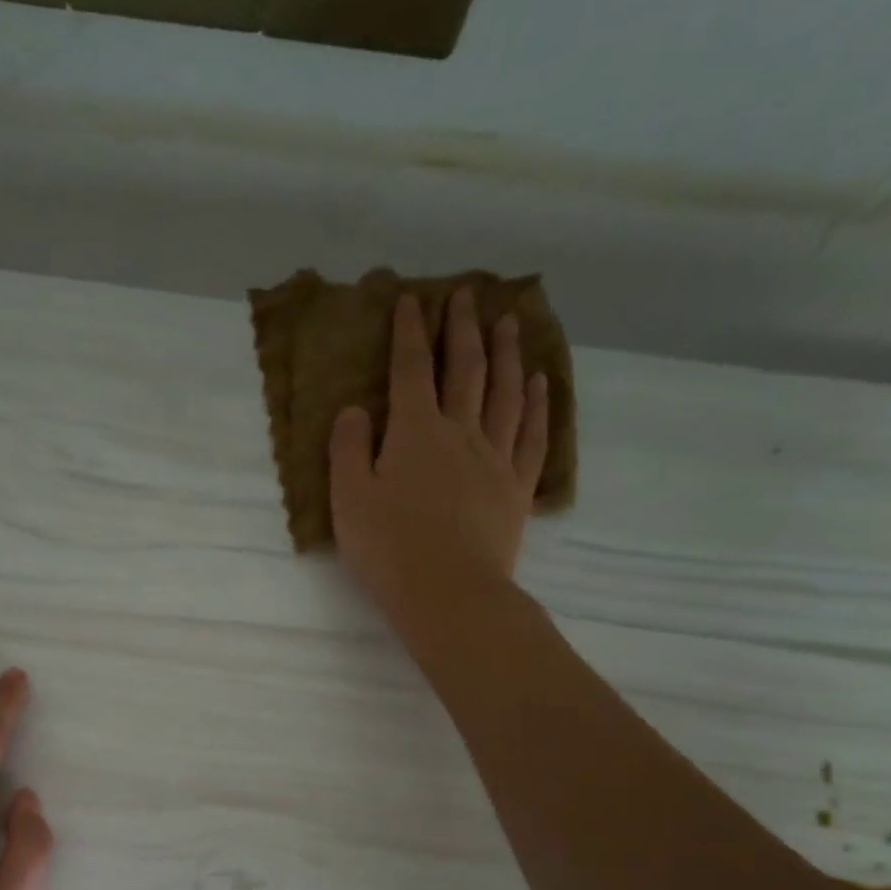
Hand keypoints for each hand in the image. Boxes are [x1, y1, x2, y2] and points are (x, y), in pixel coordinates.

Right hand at [329, 288, 549, 638]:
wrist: (450, 593)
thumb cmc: (389, 550)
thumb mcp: (349, 500)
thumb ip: (348, 449)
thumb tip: (356, 409)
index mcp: (415, 433)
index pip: (411, 370)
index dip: (409, 333)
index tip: (412, 301)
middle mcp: (460, 433)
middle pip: (466, 369)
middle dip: (462, 329)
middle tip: (466, 296)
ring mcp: (495, 458)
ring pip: (506, 392)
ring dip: (508, 353)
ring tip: (510, 323)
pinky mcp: (517, 487)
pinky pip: (533, 435)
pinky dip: (539, 404)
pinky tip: (542, 383)